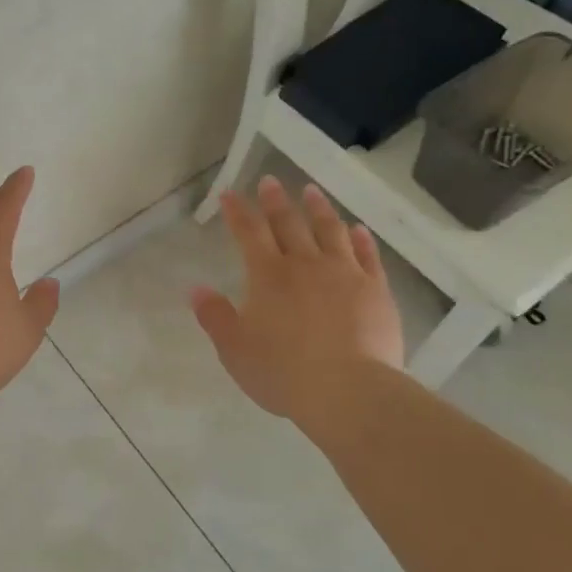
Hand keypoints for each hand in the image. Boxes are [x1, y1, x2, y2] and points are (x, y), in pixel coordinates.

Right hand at [191, 177, 403, 430]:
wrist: (349, 390)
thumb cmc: (283, 372)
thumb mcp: (235, 350)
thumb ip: (215, 317)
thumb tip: (196, 289)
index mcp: (268, 276)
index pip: (248, 233)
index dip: (237, 212)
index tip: (229, 194)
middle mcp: (305, 264)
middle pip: (288, 224)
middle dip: (275, 201)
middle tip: (270, 181)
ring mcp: (344, 274)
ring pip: (330, 231)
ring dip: (318, 209)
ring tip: (312, 191)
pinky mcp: (375, 290)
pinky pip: (367, 256)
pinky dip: (361, 240)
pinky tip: (358, 230)